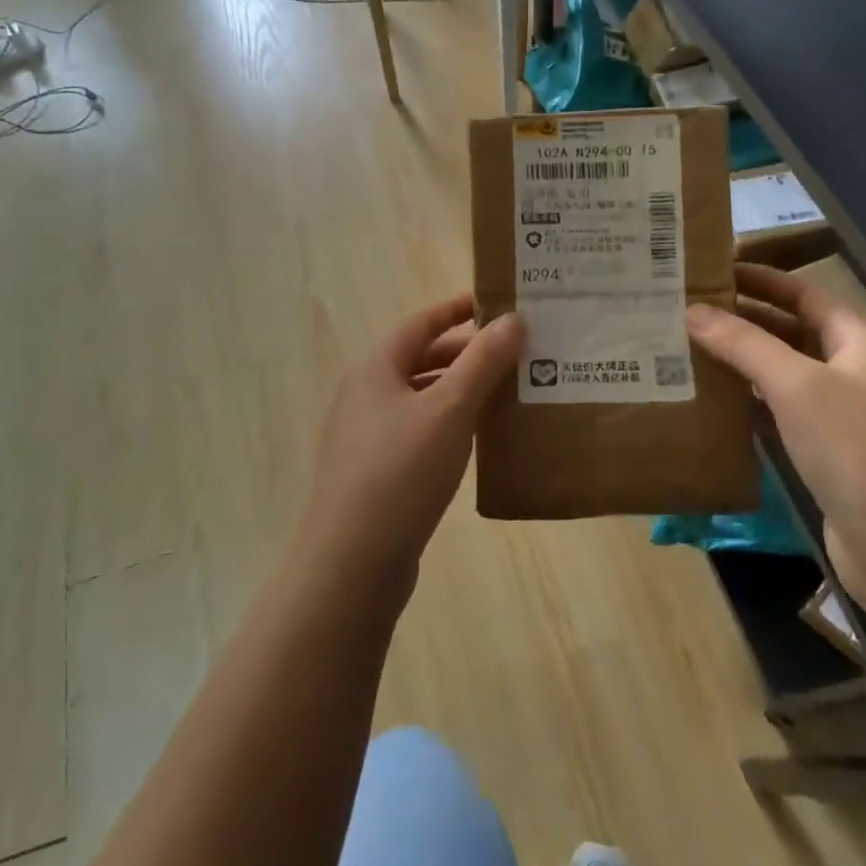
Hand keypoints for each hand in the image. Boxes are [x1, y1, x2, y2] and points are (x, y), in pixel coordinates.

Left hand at [297, 294, 522, 594]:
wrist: (351, 563)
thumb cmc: (401, 472)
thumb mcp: (449, 410)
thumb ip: (482, 362)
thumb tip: (512, 319)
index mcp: (375, 369)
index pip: (420, 323)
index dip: (458, 309)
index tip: (497, 302)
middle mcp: (365, 395)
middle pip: (420, 358)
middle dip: (466, 352)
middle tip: (515, 351)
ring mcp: (366, 436)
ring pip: (421, 397)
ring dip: (460, 389)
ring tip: (506, 391)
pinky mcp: (375, 472)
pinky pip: (418, 431)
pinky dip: (449, 423)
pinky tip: (478, 439)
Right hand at [687, 265, 865, 646]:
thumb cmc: (859, 451)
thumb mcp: (798, 386)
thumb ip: (744, 344)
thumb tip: (691, 309)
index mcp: (857, 342)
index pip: (803, 294)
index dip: (761, 278)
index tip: (710, 270)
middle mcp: (849, 372)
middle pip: (789, 331)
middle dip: (741, 318)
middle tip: (683, 309)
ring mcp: (837, 417)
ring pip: (779, 375)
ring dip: (738, 362)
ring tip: (682, 347)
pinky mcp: (822, 456)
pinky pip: (776, 415)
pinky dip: (744, 403)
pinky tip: (707, 401)